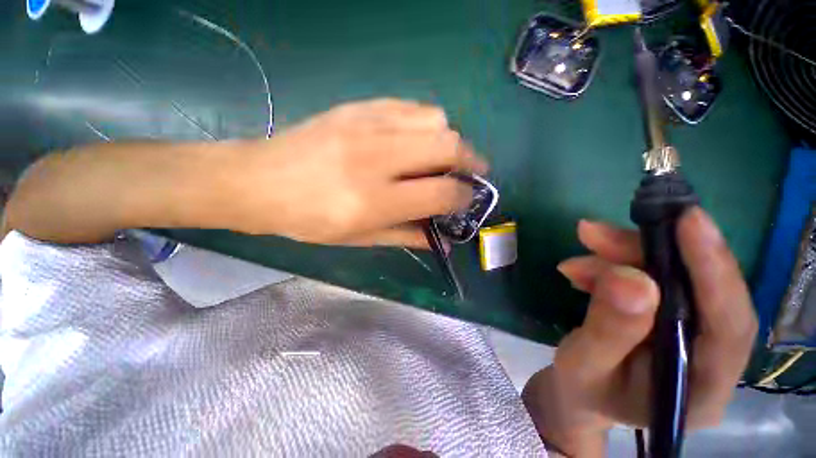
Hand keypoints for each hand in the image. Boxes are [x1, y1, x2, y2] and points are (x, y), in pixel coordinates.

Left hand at [231, 99, 487, 247]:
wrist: (259, 181)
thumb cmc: (308, 220)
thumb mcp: (358, 239)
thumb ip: (405, 236)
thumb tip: (440, 239)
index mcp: (374, 200)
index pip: (442, 192)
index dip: (464, 197)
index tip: (467, 199)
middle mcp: (376, 158)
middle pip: (448, 145)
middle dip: (471, 160)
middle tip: (472, 172)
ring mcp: (366, 126)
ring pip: (435, 119)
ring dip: (449, 140)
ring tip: (442, 156)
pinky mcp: (358, 108)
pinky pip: (410, 107)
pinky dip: (426, 123)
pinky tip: (418, 139)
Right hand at [522, 208, 757, 456]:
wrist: (582, 393)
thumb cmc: (584, 390)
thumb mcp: (584, 366)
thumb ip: (609, 330)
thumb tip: (629, 277)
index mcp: (702, 388)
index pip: (729, 325)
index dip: (714, 269)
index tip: (688, 220)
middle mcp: (711, 356)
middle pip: (699, 289)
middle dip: (646, 253)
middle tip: (593, 235)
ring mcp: (693, 333)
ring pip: (671, 277)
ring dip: (619, 258)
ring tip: (574, 263)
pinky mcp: (671, 314)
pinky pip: (649, 277)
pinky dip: (612, 266)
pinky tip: (581, 271)